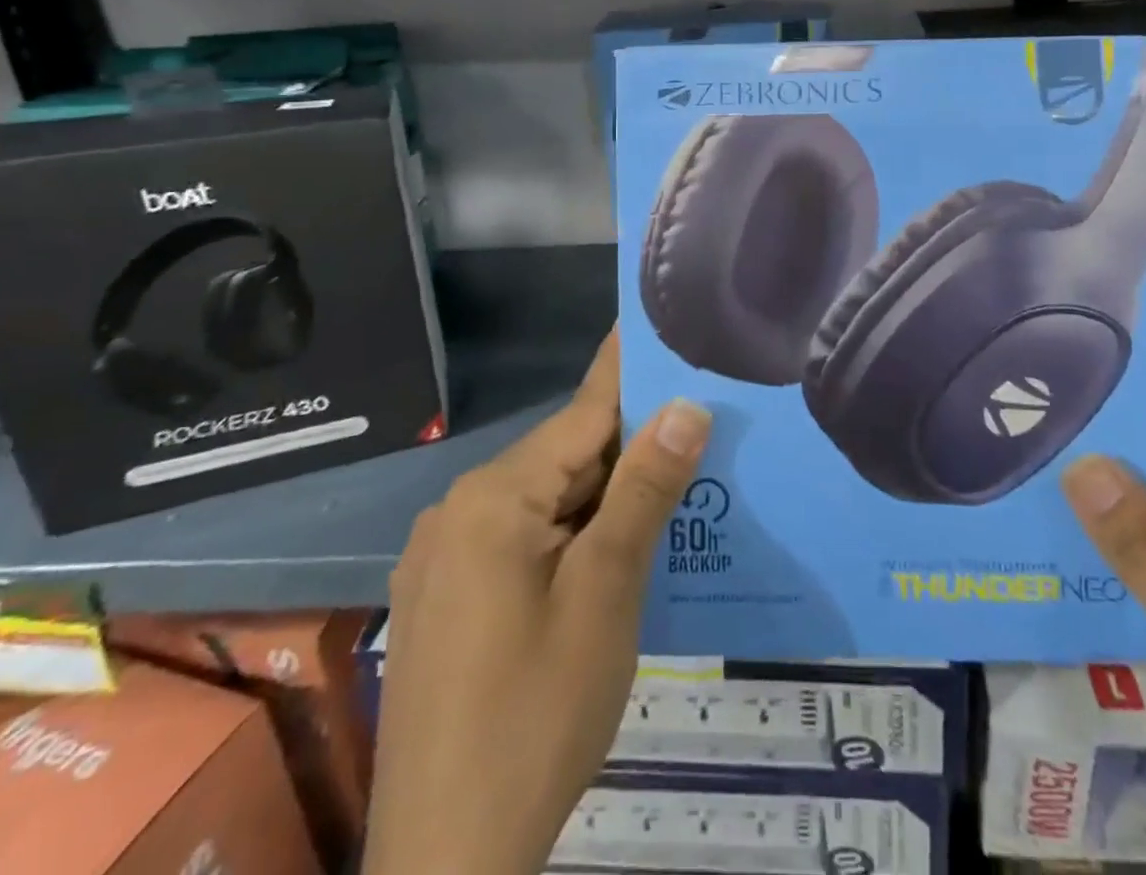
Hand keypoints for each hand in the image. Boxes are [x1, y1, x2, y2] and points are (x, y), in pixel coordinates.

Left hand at [363, 330, 711, 874]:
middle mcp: (460, 510)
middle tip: (700, 423)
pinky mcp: (447, 597)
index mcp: (494, 497)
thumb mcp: (606, 594)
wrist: (445, 864)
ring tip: (673, 481)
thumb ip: (644, 491)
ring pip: (547, 499)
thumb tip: (687, 406)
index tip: (662, 325)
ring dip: (606, 493)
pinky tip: (615, 547)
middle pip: (564, 456)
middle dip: (631, 444)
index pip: (583, 412)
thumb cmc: (536, 714)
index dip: (631, 370)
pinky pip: (523, 537)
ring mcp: (446, 556)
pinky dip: (573, 531)